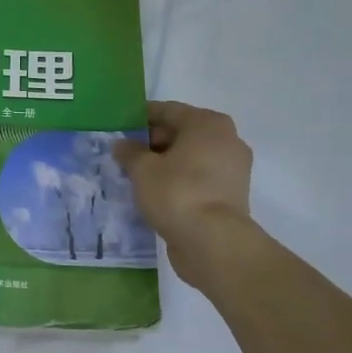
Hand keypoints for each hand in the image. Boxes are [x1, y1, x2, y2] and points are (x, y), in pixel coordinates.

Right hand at [113, 101, 255, 280]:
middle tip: (124, 154)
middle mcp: (226, 140)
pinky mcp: (230, 194)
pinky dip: (178, 180)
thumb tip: (122, 144)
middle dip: (152, 142)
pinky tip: (155, 192)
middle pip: (182, 133)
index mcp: (208, 124)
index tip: (119, 126)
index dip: (141, 117)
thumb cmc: (177, 193)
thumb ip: (129, 152)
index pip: (168, 110)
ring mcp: (232, 169)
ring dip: (165, 163)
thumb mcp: (143, 169)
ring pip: (190, 157)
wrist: (213, 242)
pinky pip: (198, 178)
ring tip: (136, 175)